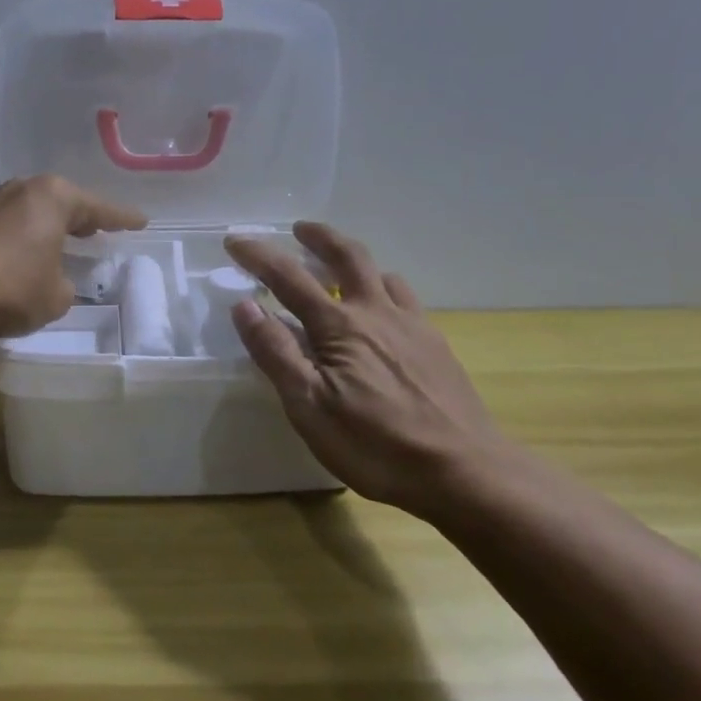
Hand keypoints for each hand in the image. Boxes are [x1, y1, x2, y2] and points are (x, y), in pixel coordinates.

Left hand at [0, 175, 145, 337]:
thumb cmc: (11, 287)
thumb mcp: (55, 297)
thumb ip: (65, 286)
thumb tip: (55, 281)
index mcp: (54, 197)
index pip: (99, 209)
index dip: (122, 219)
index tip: (140, 222)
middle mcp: (24, 190)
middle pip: (64, 203)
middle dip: (84, 218)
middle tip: (103, 230)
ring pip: (36, 213)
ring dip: (52, 228)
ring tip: (68, 242)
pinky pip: (14, 226)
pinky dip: (28, 238)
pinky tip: (30, 254)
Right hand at [223, 222, 507, 508]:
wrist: (464, 471)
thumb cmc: (375, 445)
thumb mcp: (309, 407)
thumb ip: (276, 353)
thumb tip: (245, 306)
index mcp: (339, 326)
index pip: (289, 277)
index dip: (259, 255)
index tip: (235, 239)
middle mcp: (376, 312)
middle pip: (347, 256)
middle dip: (319, 237)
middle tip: (300, 229)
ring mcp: (413, 326)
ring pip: (382, 275)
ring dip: (355, 262)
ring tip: (340, 269)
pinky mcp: (436, 345)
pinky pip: (406, 299)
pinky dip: (384, 289)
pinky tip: (384, 313)